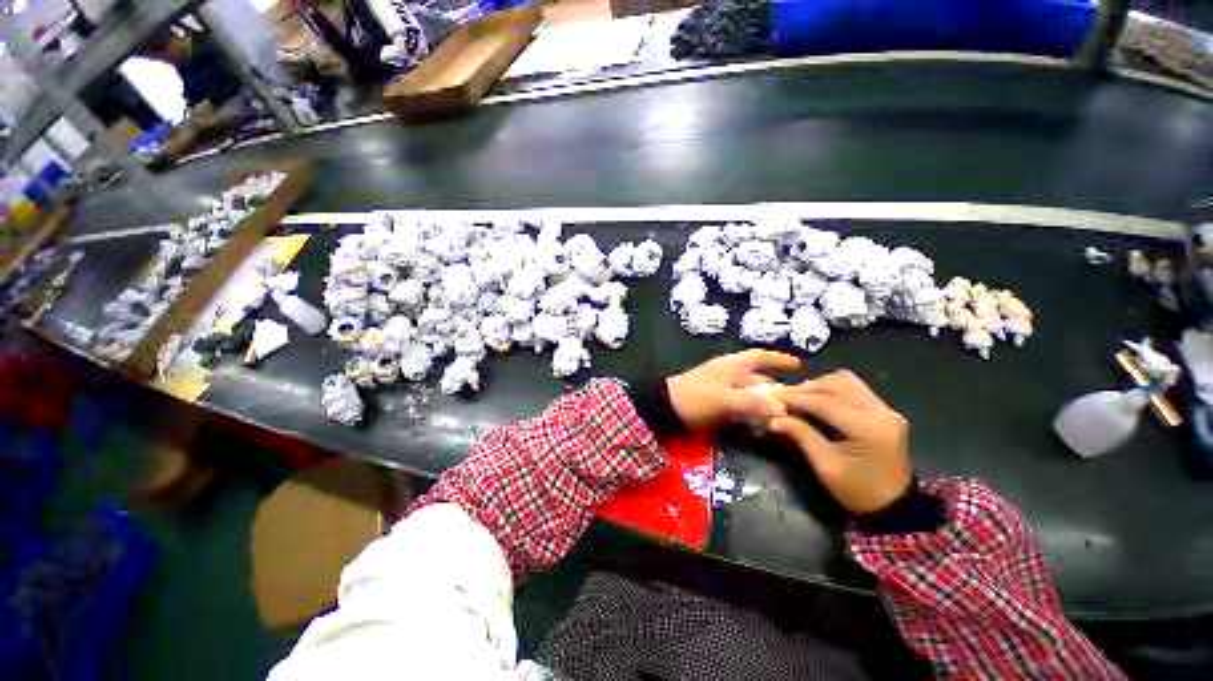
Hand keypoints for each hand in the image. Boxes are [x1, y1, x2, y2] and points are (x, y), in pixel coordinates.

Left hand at [666, 350, 801, 430]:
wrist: (665, 409)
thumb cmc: (696, 398)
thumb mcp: (725, 400)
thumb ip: (753, 403)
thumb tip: (782, 407)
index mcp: (732, 365)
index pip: (759, 356)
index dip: (778, 359)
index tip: (799, 365)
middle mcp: (729, 374)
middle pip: (758, 379)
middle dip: (776, 391)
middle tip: (796, 406)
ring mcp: (722, 389)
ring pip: (750, 395)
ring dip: (764, 406)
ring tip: (780, 420)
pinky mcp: (716, 403)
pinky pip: (739, 406)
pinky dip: (750, 414)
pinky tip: (759, 427)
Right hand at [769, 371, 912, 513]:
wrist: (895, 507)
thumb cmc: (858, 491)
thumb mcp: (825, 466)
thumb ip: (801, 436)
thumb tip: (774, 418)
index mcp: (868, 429)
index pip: (825, 403)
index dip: (796, 398)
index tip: (773, 396)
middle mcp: (881, 412)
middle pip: (839, 383)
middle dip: (809, 387)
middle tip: (787, 397)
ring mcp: (886, 410)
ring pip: (848, 381)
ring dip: (821, 386)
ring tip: (802, 398)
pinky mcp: (884, 411)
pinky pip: (855, 389)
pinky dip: (833, 391)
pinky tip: (818, 402)